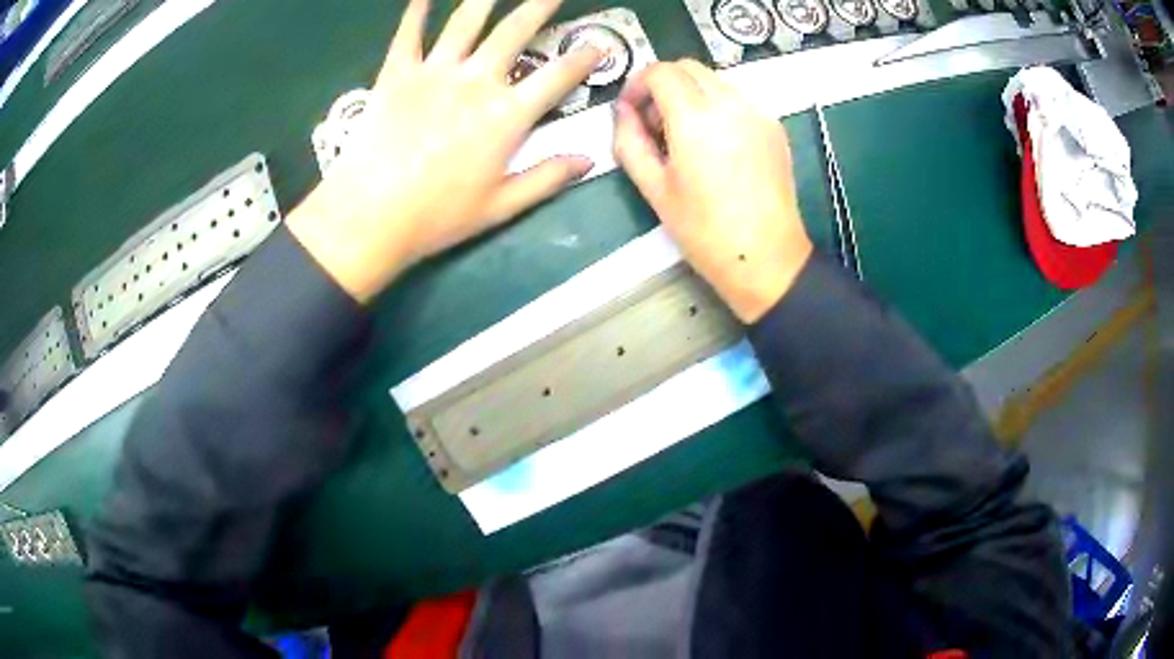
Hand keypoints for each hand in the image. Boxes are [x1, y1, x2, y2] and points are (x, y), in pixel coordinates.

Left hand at [288, 0, 602, 302]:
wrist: (370, 215)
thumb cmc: (437, 216)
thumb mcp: (501, 207)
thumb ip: (547, 178)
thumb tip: (590, 160)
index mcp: (507, 115)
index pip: (558, 76)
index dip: (584, 58)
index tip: (599, 46)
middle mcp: (476, 81)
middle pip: (516, 31)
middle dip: (540, 5)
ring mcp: (435, 72)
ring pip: (467, 21)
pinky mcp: (397, 73)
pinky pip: (409, 33)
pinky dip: (417, 11)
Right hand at [613, 61, 812, 323]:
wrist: (767, 257)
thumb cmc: (705, 231)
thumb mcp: (654, 189)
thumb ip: (629, 142)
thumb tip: (622, 111)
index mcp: (696, 118)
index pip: (660, 72)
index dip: (637, 84)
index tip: (630, 111)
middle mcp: (730, 103)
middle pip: (688, 67)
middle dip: (662, 85)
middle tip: (653, 123)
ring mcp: (758, 112)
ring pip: (714, 80)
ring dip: (690, 94)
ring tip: (683, 136)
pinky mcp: (774, 125)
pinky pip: (737, 98)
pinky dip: (716, 106)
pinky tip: (714, 144)